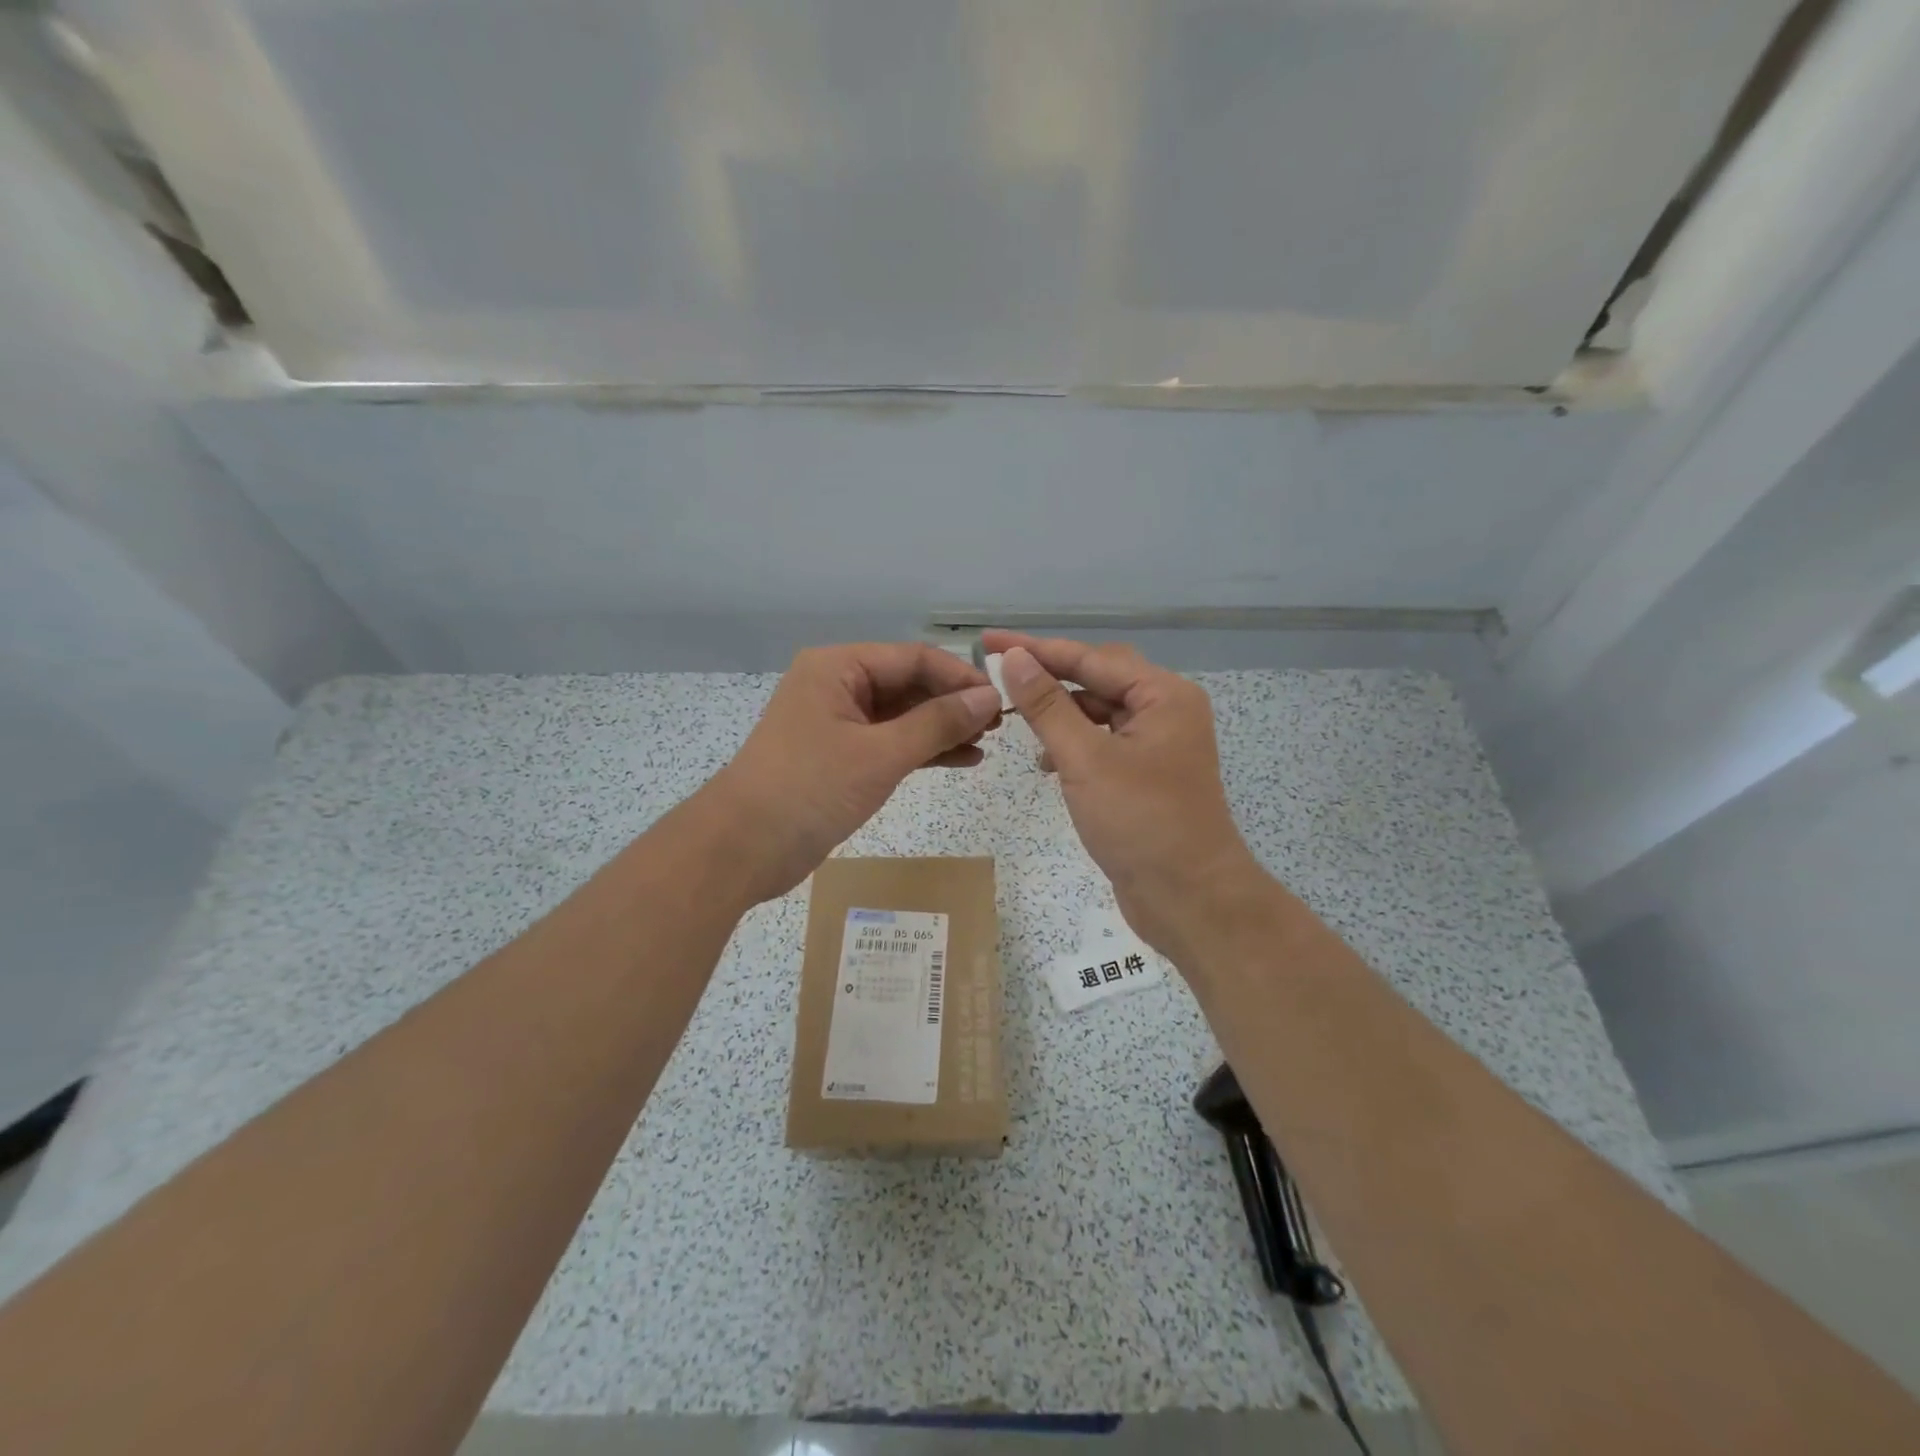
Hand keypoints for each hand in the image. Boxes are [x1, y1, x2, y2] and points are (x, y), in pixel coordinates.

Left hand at [703, 643, 1002, 902]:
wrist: (743, 848)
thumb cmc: (810, 789)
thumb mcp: (880, 754)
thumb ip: (938, 724)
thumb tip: (989, 698)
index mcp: (838, 667)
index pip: (913, 658)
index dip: (959, 677)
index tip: (1002, 699)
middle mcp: (837, 686)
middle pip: (908, 684)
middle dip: (953, 703)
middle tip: (1001, 724)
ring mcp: (838, 724)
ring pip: (902, 716)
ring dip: (943, 728)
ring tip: (989, 742)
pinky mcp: (841, 758)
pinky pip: (891, 744)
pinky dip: (923, 751)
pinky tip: (963, 760)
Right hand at [983, 631, 1271, 960]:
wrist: (1189, 898)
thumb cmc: (1140, 823)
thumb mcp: (1085, 760)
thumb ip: (1047, 706)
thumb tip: (1013, 659)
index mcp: (1163, 695)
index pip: (1090, 658)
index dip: (1036, 649)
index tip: (987, 642)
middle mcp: (1165, 710)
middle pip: (1097, 677)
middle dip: (1049, 675)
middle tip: (998, 675)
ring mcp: (1158, 744)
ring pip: (1099, 710)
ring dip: (1059, 712)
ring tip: (1016, 719)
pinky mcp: (1146, 774)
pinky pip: (1103, 741)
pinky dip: (1073, 743)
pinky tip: (1046, 761)